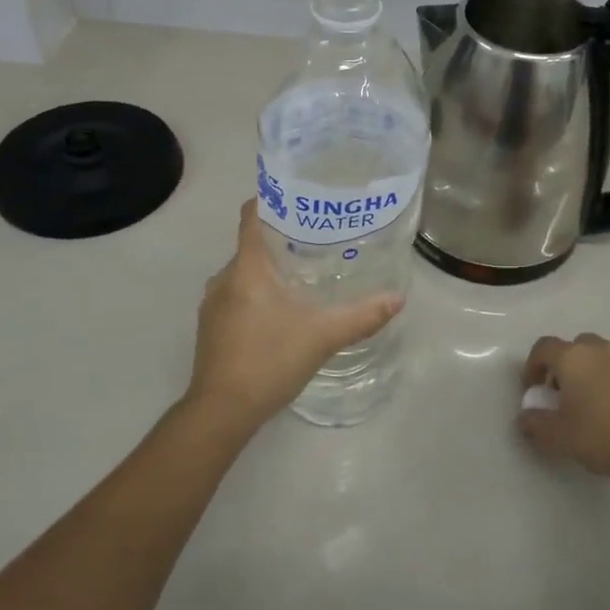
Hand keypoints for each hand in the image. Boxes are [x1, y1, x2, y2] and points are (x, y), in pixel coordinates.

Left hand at [184, 200, 402, 432]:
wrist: (221, 411)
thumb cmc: (269, 360)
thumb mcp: (322, 336)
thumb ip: (361, 316)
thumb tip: (398, 298)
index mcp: (247, 268)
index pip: (251, 216)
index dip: (273, 201)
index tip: (301, 197)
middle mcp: (224, 278)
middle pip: (252, 244)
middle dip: (282, 240)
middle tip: (319, 240)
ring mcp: (213, 304)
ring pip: (244, 273)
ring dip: (270, 270)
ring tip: (306, 274)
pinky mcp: (211, 327)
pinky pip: (236, 295)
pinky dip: (257, 293)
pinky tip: (282, 311)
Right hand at [518, 332, 609, 480]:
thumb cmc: (600, 435)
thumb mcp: (557, 436)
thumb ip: (535, 424)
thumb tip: (526, 417)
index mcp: (572, 357)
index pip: (543, 347)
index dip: (532, 366)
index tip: (532, 390)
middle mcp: (598, 350)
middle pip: (573, 346)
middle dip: (562, 366)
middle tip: (560, 393)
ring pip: (599, 356)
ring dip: (588, 371)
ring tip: (587, 402)